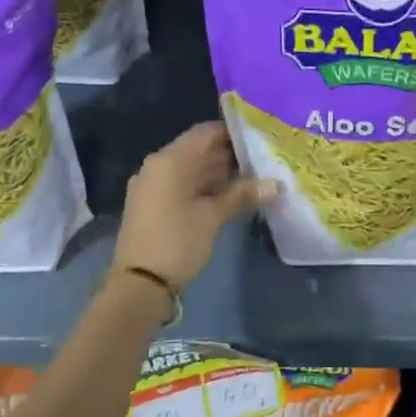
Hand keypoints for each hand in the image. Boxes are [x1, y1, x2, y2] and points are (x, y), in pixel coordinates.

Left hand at [113, 122, 277, 291]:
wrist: (139, 284)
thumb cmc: (177, 242)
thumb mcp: (212, 217)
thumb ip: (242, 195)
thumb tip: (276, 185)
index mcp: (169, 160)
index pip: (205, 132)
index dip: (233, 132)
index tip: (260, 136)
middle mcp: (158, 166)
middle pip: (199, 150)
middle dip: (230, 154)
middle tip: (264, 158)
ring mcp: (153, 186)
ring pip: (192, 169)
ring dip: (220, 172)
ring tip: (255, 175)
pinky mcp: (153, 204)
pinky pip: (183, 185)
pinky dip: (205, 187)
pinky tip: (231, 194)